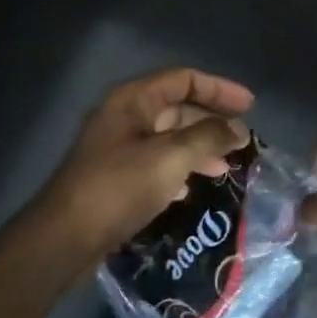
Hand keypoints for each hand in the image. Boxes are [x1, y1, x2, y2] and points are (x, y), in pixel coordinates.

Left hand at [34, 68, 254, 263]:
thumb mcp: (171, 158)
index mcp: (133, 101)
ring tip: (225, 166)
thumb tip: (239, 129)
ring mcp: (117, 148)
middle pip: (177, 108)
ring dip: (199, 148)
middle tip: (242, 139)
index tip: (250, 106)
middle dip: (211, 122)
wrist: (66, 237)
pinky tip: (192, 187)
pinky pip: (156, 163)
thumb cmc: (119, 188)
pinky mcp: (116, 177)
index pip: (184, 79)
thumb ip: (208, 137)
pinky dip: (180, 169)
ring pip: (168, 138)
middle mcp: (124, 118)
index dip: (220, 89)